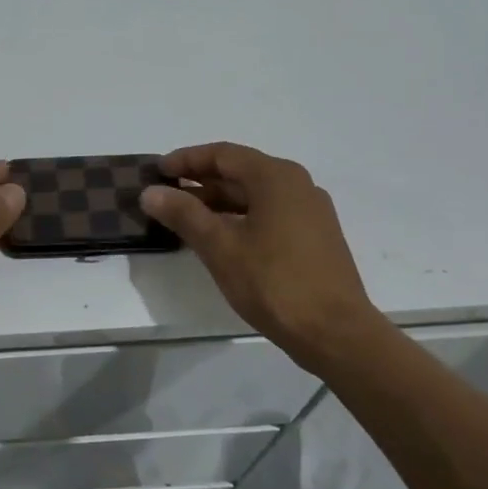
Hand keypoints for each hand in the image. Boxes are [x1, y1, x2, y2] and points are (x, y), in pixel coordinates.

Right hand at [140, 142, 380, 365]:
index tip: (157, 171)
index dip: (186, 160)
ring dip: (219, 201)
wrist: (336, 334)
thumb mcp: (221, 247)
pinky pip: (269, 213)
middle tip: (165, 195)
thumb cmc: (274, 283)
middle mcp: (297, 185)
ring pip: (255, 195)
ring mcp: (310, 212)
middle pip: (240, 172)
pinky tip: (220, 238)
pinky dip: (240, 217)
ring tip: (185, 218)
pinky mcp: (315, 237)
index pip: (223, 154)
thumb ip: (184, 214)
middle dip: (200, 181)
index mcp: (276, 177)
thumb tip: (150, 192)